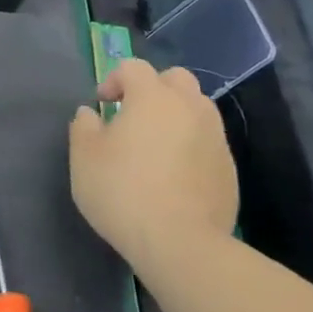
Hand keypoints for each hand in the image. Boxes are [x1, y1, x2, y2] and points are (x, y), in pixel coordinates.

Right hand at [69, 59, 236, 264]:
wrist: (181, 244)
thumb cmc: (123, 192)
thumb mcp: (84, 158)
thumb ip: (83, 127)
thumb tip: (90, 113)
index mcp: (153, 97)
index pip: (133, 67)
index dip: (114, 79)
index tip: (102, 104)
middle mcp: (189, 107)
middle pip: (175, 79)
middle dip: (154, 88)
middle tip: (134, 116)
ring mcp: (215, 138)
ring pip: (197, 109)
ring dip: (176, 115)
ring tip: (156, 145)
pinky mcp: (229, 169)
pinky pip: (208, 143)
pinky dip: (191, 146)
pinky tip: (175, 175)